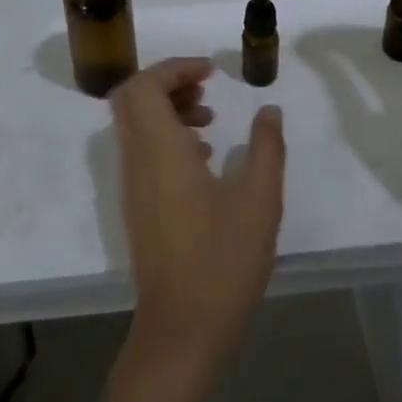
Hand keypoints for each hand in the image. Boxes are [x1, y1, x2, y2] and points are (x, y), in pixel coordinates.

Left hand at [110, 58, 284, 380]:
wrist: (181, 334)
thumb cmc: (221, 262)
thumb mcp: (259, 201)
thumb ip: (266, 148)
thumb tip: (269, 110)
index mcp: (159, 149)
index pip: (144, 85)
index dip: (174, 67)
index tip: (211, 70)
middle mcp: (137, 160)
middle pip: (133, 98)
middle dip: (168, 82)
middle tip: (206, 87)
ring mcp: (133, 186)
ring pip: (136, 125)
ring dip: (168, 109)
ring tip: (211, 120)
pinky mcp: (138, 208)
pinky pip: (142, 151)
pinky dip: (166, 137)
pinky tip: (205, 159)